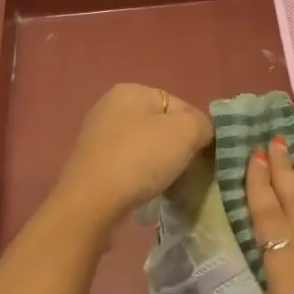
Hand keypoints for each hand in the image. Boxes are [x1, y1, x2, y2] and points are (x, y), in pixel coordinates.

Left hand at [50, 84, 213, 229]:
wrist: (91, 203)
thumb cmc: (140, 159)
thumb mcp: (186, 132)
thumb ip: (203, 124)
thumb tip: (202, 133)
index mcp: (131, 90)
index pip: (180, 105)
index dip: (197, 130)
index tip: (201, 155)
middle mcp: (110, 106)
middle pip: (161, 125)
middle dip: (177, 147)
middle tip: (186, 170)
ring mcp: (97, 135)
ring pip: (144, 145)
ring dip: (159, 163)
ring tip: (166, 183)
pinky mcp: (91, 162)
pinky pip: (127, 163)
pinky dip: (140, 175)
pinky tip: (144, 190)